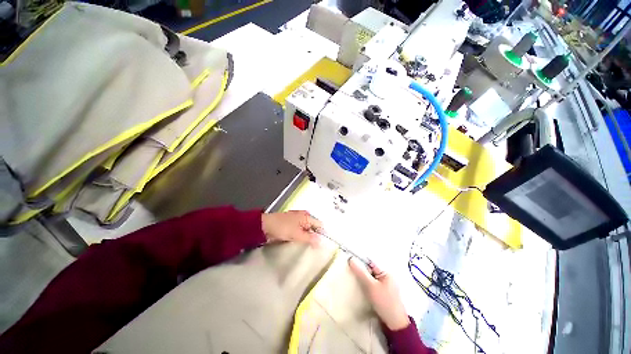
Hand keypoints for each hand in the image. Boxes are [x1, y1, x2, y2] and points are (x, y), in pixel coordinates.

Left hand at [261, 210, 322, 245]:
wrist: (265, 226)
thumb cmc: (282, 227)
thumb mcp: (297, 234)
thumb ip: (309, 238)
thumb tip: (321, 242)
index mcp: (306, 216)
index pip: (319, 225)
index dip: (322, 234)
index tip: (323, 245)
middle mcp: (303, 216)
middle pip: (313, 227)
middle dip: (315, 237)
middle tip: (317, 249)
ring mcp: (297, 221)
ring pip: (306, 230)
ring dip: (308, 238)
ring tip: (310, 249)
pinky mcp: (291, 225)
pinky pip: (300, 232)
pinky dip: (301, 237)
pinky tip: (301, 244)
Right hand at [349, 257, 409, 330]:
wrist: (394, 323)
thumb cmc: (384, 302)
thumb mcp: (371, 286)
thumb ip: (361, 272)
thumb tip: (351, 259)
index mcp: (386, 272)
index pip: (370, 263)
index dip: (360, 262)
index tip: (349, 263)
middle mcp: (386, 277)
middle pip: (370, 270)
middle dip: (361, 271)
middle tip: (350, 273)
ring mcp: (385, 285)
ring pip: (370, 278)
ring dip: (363, 279)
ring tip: (354, 280)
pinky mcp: (383, 293)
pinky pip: (372, 285)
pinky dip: (366, 285)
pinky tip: (361, 288)